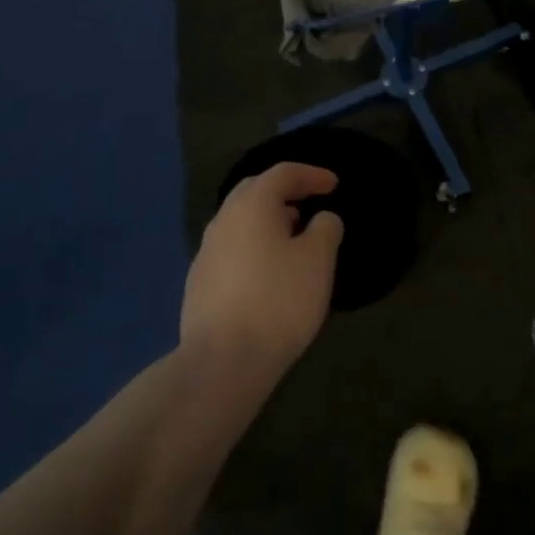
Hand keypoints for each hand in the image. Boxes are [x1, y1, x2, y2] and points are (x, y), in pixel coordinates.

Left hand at [181, 163, 343, 380]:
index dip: (311, 174)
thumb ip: (325, 229)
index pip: (283, 173)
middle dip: (284, 192)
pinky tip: (269, 272)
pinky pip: (232, 250)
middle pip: (255, 191)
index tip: (334, 184)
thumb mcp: (318, 260)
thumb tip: (321, 218)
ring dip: (268, 220)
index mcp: (251, 205)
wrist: (222, 362)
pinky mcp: (199, 284)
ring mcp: (206, 253)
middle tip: (310, 202)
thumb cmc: (278, 300)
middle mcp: (223, 220)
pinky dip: (255, 247)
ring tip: (294, 237)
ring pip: (241, 221)